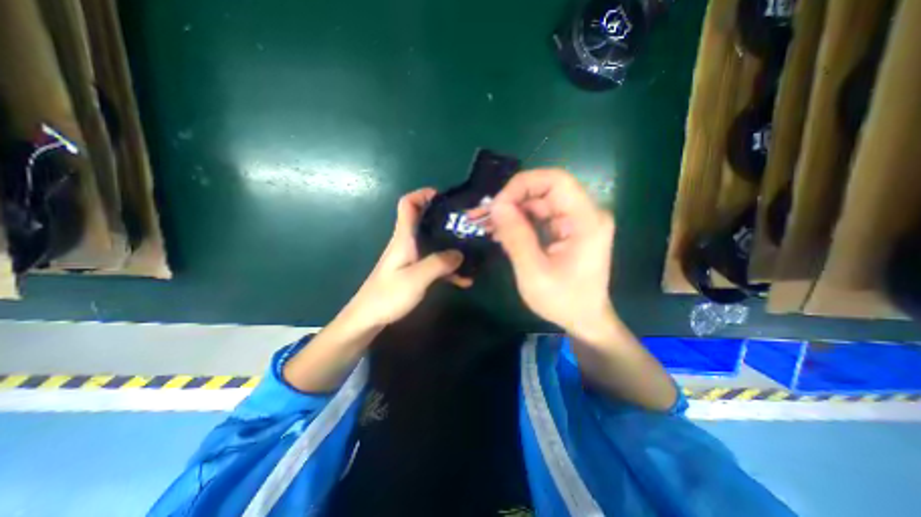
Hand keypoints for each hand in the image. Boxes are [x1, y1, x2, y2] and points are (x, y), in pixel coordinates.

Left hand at [348, 185, 470, 326]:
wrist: (367, 319)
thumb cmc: (387, 296)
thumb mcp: (416, 279)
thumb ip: (438, 263)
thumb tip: (460, 253)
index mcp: (403, 238)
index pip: (407, 205)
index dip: (422, 194)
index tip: (443, 196)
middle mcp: (407, 243)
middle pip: (425, 222)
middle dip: (445, 220)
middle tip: (466, 226)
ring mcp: (411, 258)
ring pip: (433, 244)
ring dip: (451, 247)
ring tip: (473, 254)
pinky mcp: (413, 272)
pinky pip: (434, 263)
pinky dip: (448, 268)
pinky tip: (464, 280)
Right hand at [471, 168, 613, 333]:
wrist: (584, 320)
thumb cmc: (563, 301)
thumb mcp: (534, 272)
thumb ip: (516, 237)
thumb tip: (496, 206)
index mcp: (586, 221)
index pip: (556, 181)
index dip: (523, 185)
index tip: (497, 205)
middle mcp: (585, 214)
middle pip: (544, 190)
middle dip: (511, 200)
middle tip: (483, 216)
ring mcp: (576, 221)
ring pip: (538, 203)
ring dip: (511, 212)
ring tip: (485, 225)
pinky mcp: (566, 229)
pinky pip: (539, 217)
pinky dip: (518, 222)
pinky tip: (500, 233)